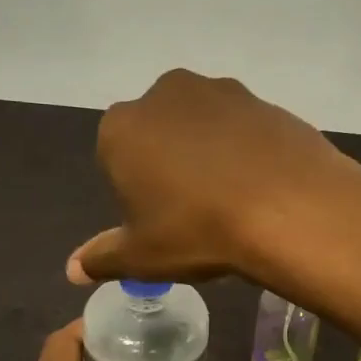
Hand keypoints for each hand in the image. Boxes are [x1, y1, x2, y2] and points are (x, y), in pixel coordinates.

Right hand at [65, 70, 360, 294]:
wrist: (288, 208)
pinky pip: (243, 128)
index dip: (135, 190)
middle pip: (158, 133)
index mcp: (122, 127)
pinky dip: (246, 150)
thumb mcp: (142, 256)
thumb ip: (102, 258)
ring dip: (209, 153)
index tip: (159, 219)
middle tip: (194, 209)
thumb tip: (73, 269)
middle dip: (168, 163)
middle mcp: (165, 94)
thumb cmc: (197, 230)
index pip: (115, 157)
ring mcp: (219, 91)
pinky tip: (262, 184)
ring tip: (232, 198)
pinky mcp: (263, 99)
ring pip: (202, 126)